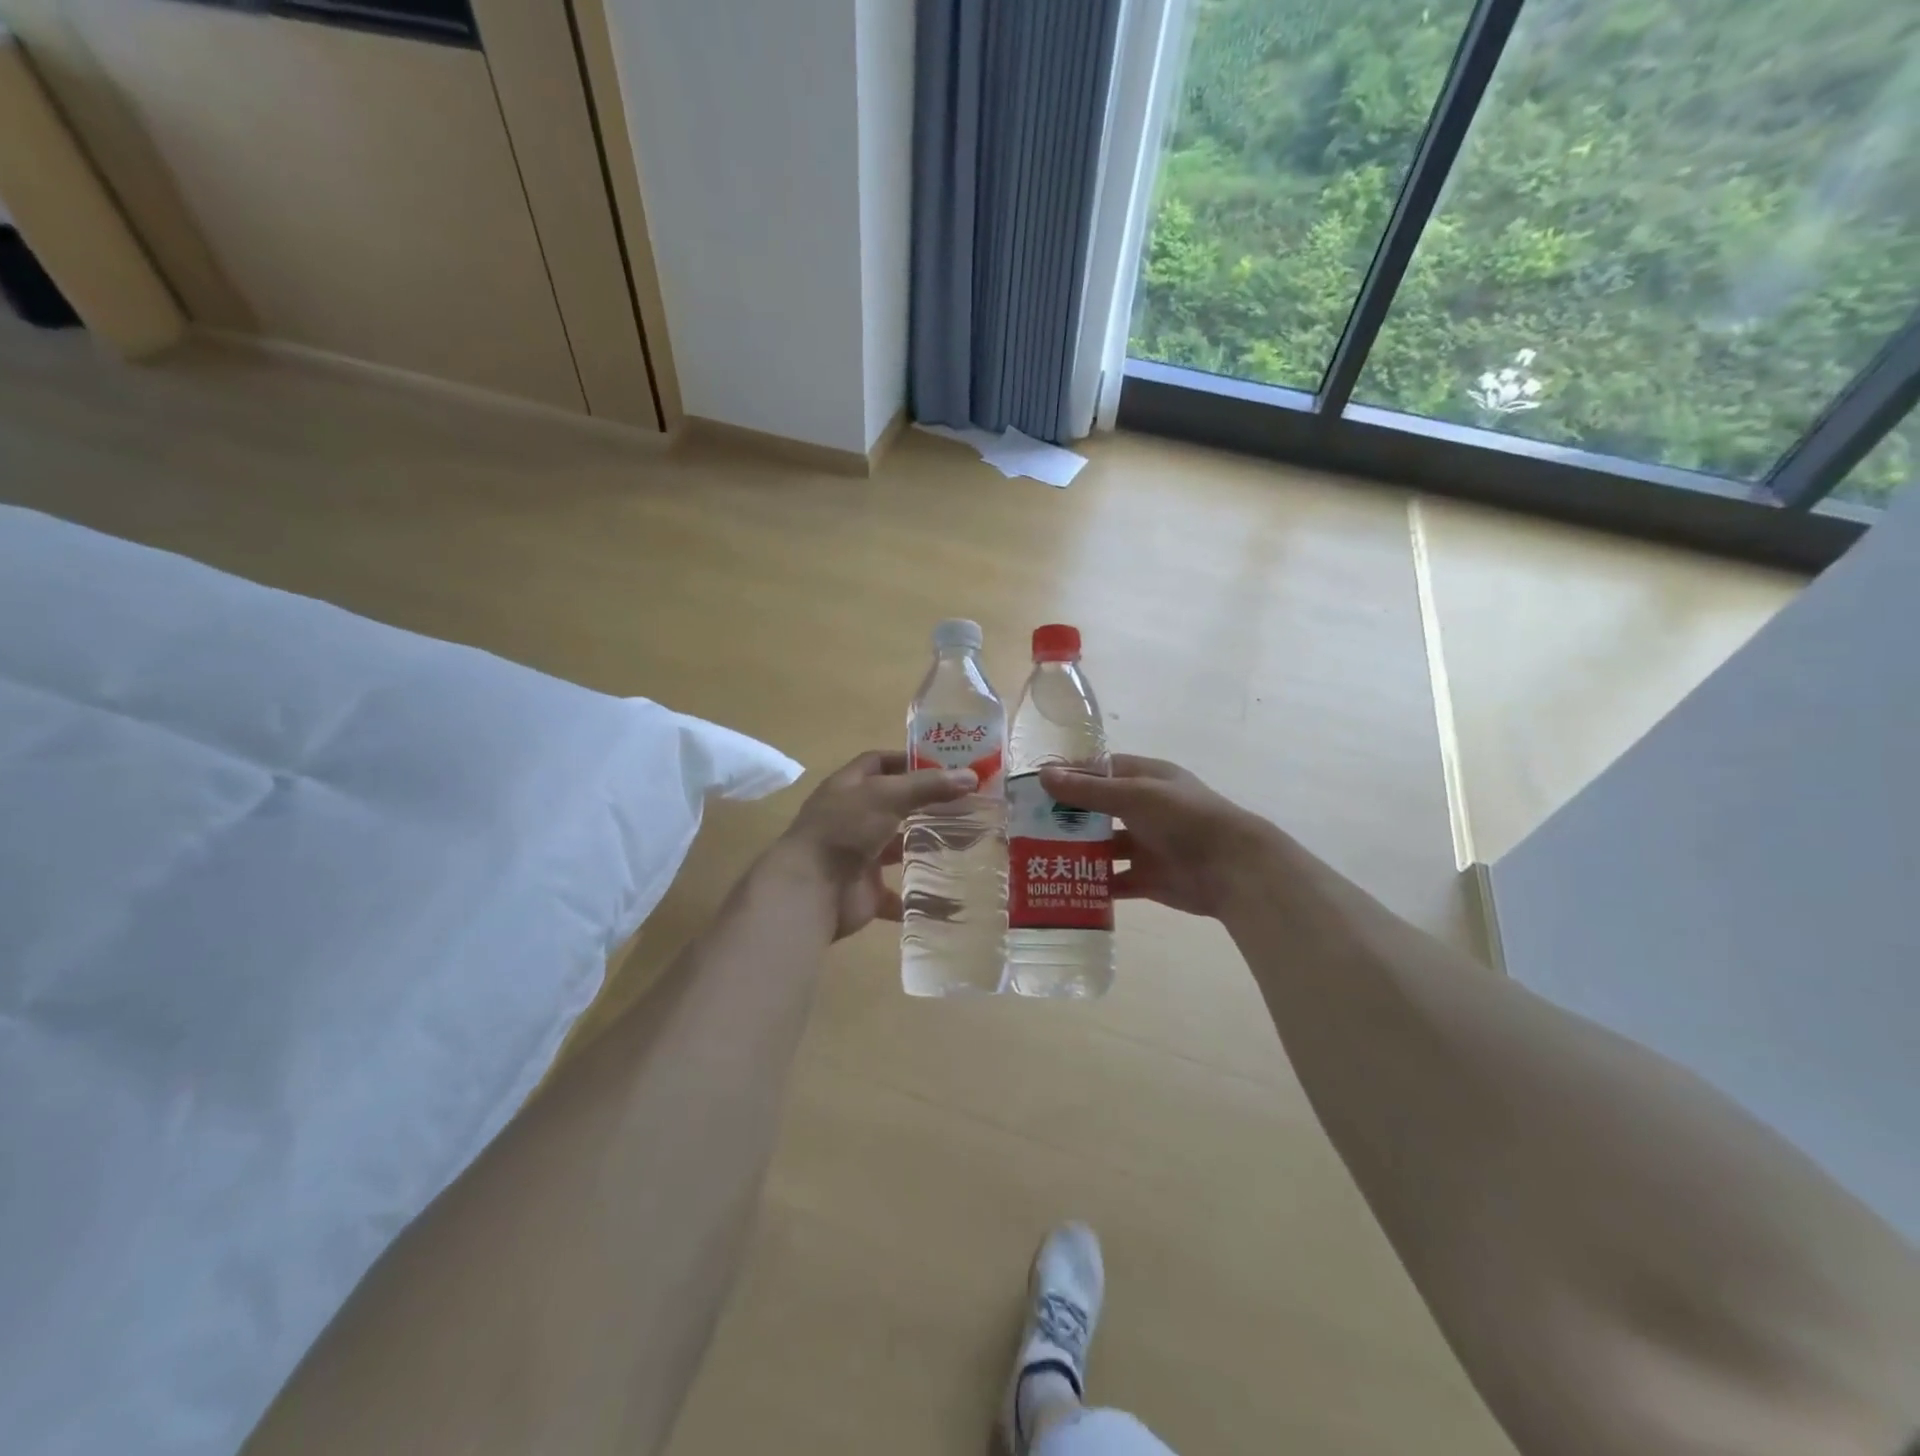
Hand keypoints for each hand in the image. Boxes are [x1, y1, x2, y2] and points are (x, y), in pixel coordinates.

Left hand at [768, 750, 977, 939]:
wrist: (811, 889)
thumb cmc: (845, 829)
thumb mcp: (887, 796)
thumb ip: (928, 786)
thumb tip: (971, 776)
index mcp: (848, 788)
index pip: (878, 763)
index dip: (908, 761)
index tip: (945, 765)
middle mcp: (851, 819)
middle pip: (892, 806)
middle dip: (925, 805)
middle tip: (966, 804)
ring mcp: (858, 856)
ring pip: (896, 848)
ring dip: (924, 847)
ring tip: (966, 843)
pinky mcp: (866, 891)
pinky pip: (899, 894)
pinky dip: (920, 895)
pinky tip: (951, 892)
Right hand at [1040, 755, 1278, 920]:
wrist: (1232, 868)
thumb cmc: (1183, 818)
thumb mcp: (1133, 796)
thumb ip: (1088, 791)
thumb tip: (1044, 775)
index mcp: (1145, 779)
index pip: (1100, 771)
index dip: (1070, 777)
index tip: (1035, 787)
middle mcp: (1145, 809)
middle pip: (1098, 810)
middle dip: (1068, 817)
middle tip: (1028, 826)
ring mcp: (1147, 845)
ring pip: (1104, 847)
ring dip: (1078, 852)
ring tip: (1039, 857)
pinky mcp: (1149, 878)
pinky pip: (1115, 881)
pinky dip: (1094, 884)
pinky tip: (1066, 887)